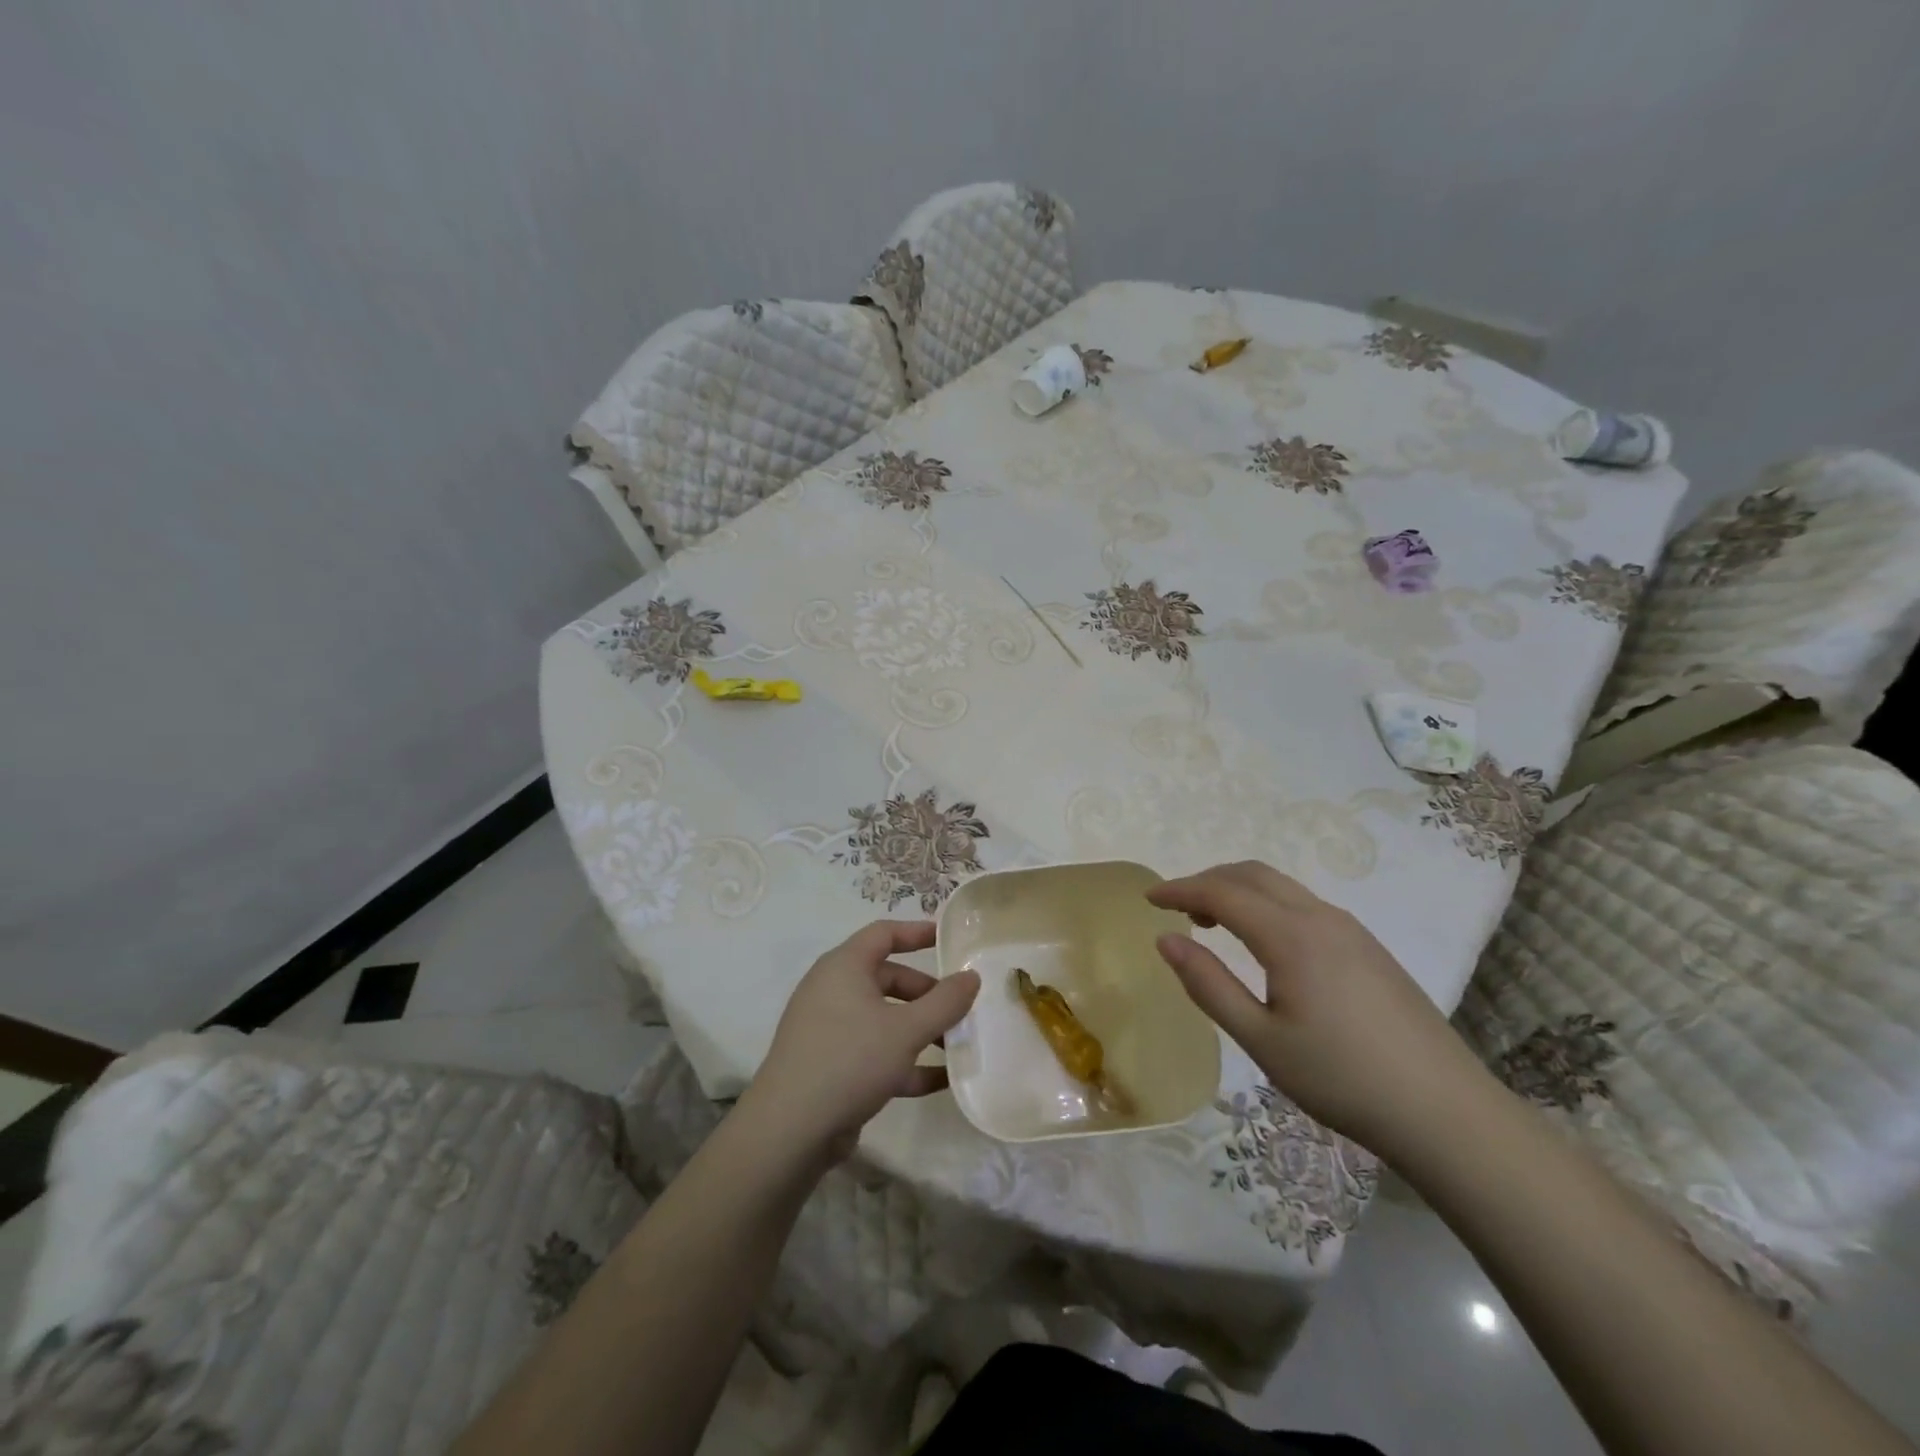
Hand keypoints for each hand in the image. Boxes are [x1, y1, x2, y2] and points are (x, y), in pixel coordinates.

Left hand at [748, 921, 979, 1162]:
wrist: (789, 1131)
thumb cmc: (849, 1060)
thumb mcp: (906, 1030)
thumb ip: (945, 1002)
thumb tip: (972, 976)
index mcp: (844, 967)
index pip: (884, 934)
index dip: (917, 932)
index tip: (949, 939)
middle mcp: (833, 991)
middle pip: (889, 978)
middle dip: (928, 994)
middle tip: (961, 1009)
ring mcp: (830, 1030)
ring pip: (884, 1019)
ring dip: (921, 1030)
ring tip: (958, 1046)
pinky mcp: (831, 1066)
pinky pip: (875, 1052)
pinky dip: (905, 1061)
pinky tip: (941, 1081)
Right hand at [1149, 861, 1490, 1157]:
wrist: (1446, 1112)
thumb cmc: (1342, 1079)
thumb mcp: (1261, 1040)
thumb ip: (1208, 984)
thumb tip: (1165, 939)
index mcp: (1290, 936)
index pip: (1221, 893)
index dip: (1180, 890)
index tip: (1148, 900)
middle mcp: (1320, 917)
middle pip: (1252, 874)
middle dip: (1207, 881)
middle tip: (1177, 909)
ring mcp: (1350, 929)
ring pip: (1281, 887)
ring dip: (1239, 891)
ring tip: (1213, 924)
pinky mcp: (1368, 947)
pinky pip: (1304, 905)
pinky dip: (1267, 905)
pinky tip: (1264, 944)